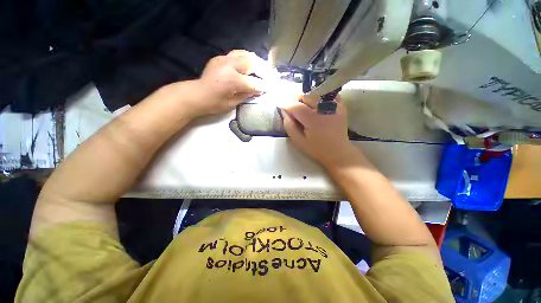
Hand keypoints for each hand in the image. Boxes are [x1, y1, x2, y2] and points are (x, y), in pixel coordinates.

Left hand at [189, 50, 275, 115]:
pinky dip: (247, 59)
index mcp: (232, 80)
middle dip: (263, 69)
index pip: (254, 82)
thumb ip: (247, 94)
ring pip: (245, 54)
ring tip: (263, 68)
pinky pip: (237, 54)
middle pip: (252, 63)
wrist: (196, 94)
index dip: (265, 85)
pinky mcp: (220, 58)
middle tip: (270, 76)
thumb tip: (259, 89)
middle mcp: (229, 66)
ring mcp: (224, 59)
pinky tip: (251, 65)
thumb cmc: (214, 103)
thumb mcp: (232, 103)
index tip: (273, 87)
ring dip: (256, 61)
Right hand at [282, 98, 359, 167]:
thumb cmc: (316, 148)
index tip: (279, 105)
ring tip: (304, 108)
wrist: (338, 151)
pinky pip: (326, 95)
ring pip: (315, 93)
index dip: (286, 104)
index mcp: (313, 119)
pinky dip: (319, 97)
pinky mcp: (341, 105)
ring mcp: (335, 105)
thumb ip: (289, 125)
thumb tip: (284, 111)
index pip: (295, 106)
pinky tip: (316, 106)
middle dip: (296, 100)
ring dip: (306, 98)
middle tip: (292, 109)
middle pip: (305, 96)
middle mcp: (324, 108)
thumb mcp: (298, 141)